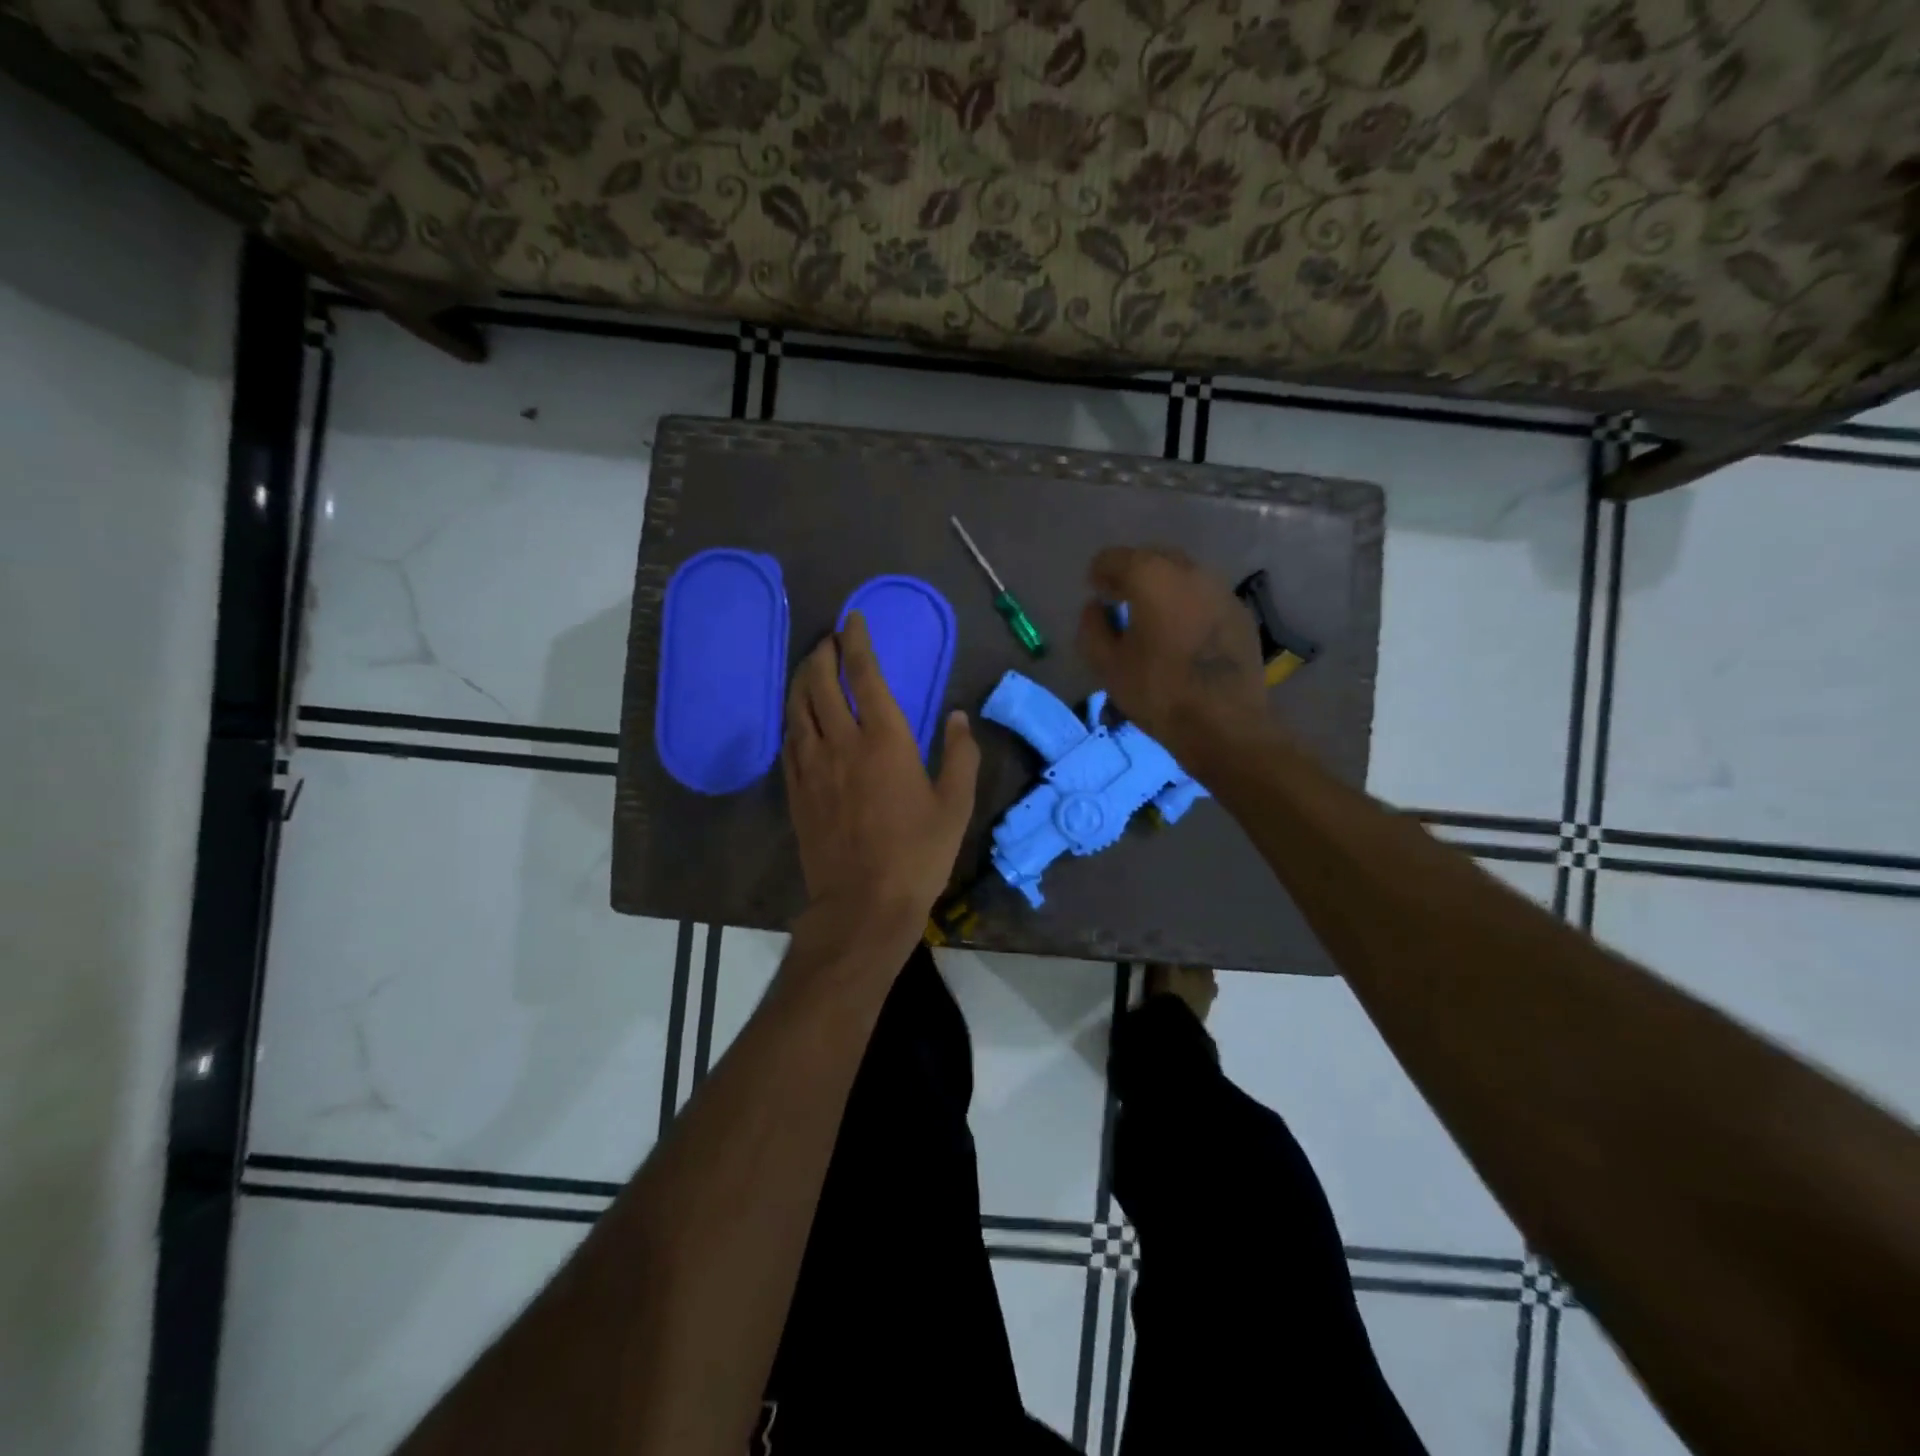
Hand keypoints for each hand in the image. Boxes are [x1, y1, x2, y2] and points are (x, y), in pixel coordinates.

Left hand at [783, 611, 979, 926]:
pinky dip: (794, 716)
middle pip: (822, 682)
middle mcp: (843, 742)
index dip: (857, 641)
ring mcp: (813, 766)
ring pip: (799, 707)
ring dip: (803, 679)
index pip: (865, 674)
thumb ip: (961, 756)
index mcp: (886, 740)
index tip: (853, 619)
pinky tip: (798, 715)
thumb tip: (958, 717)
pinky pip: (789, 740)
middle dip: (823, 653)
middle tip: (830, 640)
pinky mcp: (797, 790)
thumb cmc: (918, 854)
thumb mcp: (955, 806)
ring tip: (811, 666)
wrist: (863, 903)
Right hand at [1075, 546, 1267, 754]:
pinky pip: (1205, 596)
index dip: (1099, 574)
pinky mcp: (1241, 613)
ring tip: (1152, 618)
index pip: (1114, 558)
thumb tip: (1095, 608)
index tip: (1096, 594)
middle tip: (1121, 602)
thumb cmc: (1158, 691)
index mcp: (1151, 576)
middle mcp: (1189, 571)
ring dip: (1163, 587)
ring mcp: (1221, 589)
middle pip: (1152, 558)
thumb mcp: (1107, 665)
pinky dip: (1188, 605)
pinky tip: (1183, 634)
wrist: (1224, 723)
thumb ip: (1092, 628)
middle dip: (1132, 574)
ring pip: (1183, 575)